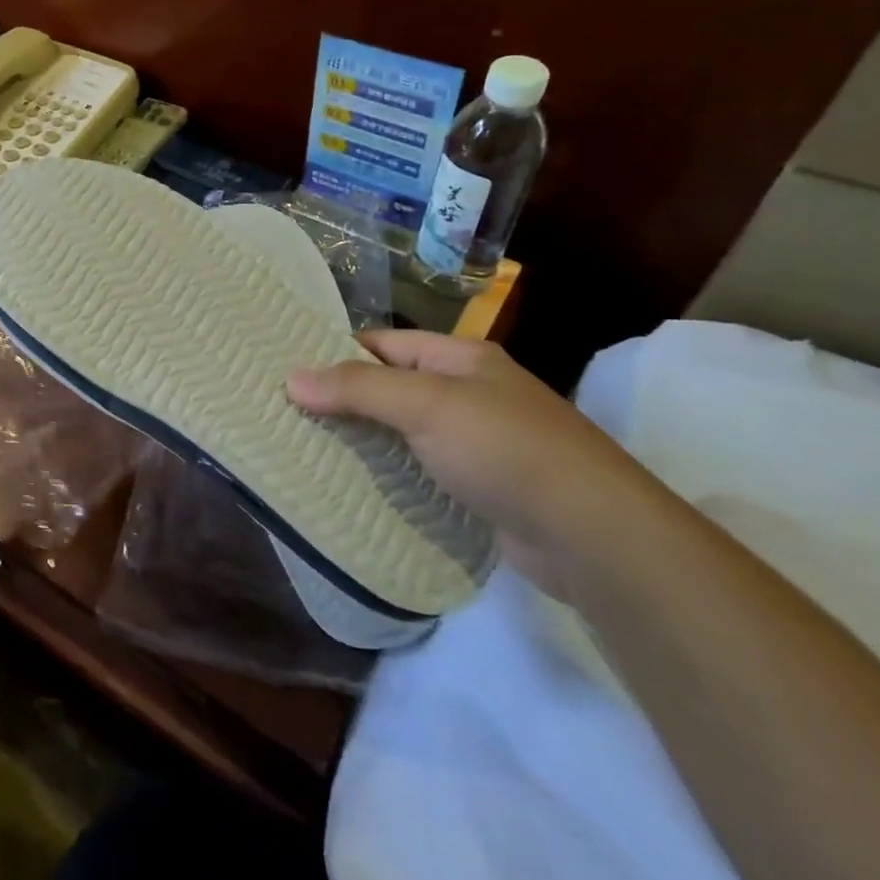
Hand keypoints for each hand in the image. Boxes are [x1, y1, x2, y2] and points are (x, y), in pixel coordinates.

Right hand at [287, 331, 659, 598]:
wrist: (594, 536)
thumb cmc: (506, 449)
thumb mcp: (426, 404)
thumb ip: (358, 387)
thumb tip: (291, 378)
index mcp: (460, 359)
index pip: (383, 344)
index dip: (335, 353)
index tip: (286, 371)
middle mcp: (471, 393)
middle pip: (391, 387)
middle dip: (344, 400)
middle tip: (286, 414)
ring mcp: (479, 443)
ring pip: (404, 432)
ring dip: (364, 441)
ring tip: (307, 450)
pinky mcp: (483, 489)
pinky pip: (423, 471)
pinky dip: (392, 475)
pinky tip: (357, 489)